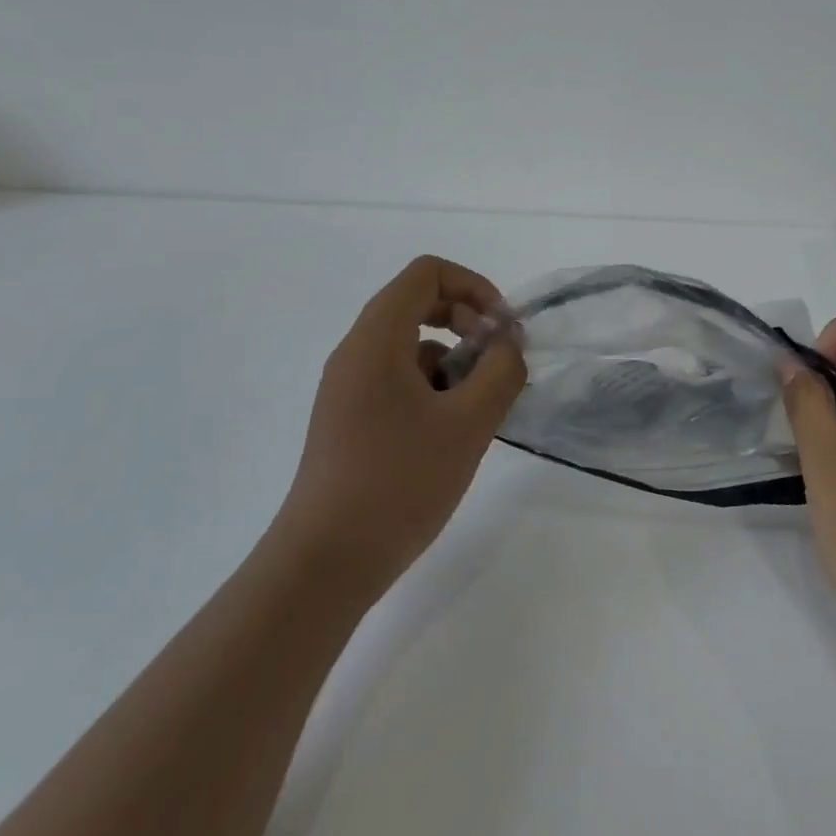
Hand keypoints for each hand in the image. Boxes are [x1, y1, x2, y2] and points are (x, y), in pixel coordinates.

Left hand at [284, 256, 525, 598]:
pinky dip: (432, 388)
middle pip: (417, 303)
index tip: (502, 329)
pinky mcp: (349, 418)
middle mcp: (356, 352)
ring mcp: (348, 387)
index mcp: (377, 339)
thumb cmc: (400, 482)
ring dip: (453, 361)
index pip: (426, 273)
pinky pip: (397, 378)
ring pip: (410, 345)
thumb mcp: (469, 423)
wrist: (326, 562)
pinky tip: (451, 434)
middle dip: (467, 321)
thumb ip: (501, 371)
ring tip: (477, 411)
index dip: (474, 286)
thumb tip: (509, 342)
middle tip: (496, 361)